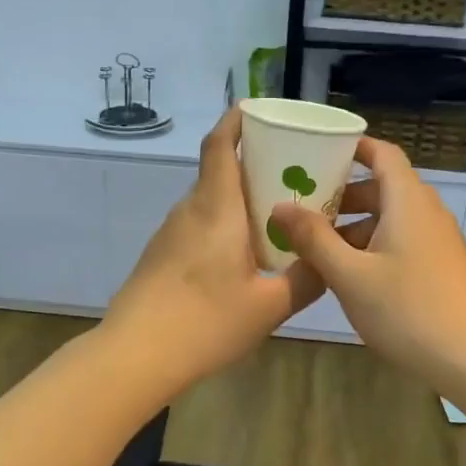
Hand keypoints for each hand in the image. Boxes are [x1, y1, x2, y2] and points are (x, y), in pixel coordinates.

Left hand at [104, 109, 325, 390]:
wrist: (135, 354)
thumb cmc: (205, 322)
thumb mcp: (269, 307)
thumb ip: (306, 280)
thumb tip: (330, 262)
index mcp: (216, 208)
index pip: (219, 145)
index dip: (236, 120)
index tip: (258, 111)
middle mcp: (189, 210)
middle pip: (219, 171)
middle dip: (254, 164)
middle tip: (294, 175)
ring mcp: (170, 233)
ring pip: (210, 202)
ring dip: (239, 199)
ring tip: (276, 217)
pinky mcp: (161, 255)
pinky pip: (199, 225)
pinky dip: (224, 225)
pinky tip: (243, 255)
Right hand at [271, 137, 465, 397]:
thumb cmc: (409, 309)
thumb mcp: (350, 275)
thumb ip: (314, 238)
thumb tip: (281, 206)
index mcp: (407, 201)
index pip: (382, 154)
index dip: (352, 147)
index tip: (317, 151)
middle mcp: (426, 212)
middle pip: (382, 188)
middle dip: (342, 195)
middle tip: (302, 207)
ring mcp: (438, 241)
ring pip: (390, 219)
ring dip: (354, 226)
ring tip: (315, 247)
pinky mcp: (441, 268)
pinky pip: (401, 242)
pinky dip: (372, 246)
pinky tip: (349, 275)